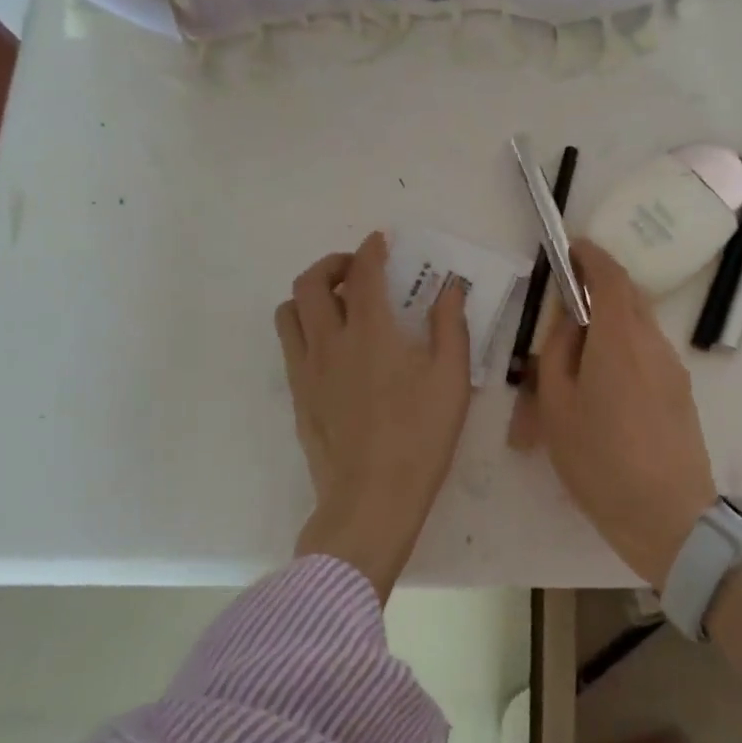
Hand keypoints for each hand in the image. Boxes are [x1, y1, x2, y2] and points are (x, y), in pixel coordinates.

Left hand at [274, 231, 472, 601]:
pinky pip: (289, 345)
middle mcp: (329, 341)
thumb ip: (450, 327)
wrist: (371, 500)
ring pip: (289, 311)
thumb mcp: (452, 380)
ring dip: (310, 294)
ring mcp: (306, 369)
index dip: (370, 249)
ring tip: (336, 304)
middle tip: (356, 271)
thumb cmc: (420, 438)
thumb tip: (450, 289)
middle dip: (332, 264)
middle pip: (310, 282)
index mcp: (370, 331)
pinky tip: (331, 346)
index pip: (362, 272)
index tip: (379, 242)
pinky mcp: (296, 395)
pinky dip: (305, 327)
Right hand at [537, 239, 717, 585]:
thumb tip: (568, 321)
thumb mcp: (557, 408)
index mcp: (618, 340)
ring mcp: (672, 368)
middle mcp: (652, 344)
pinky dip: (623, 348)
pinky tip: (603, 386)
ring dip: (609, 322)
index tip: (571, 248)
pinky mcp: (681, 392)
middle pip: (628, 296)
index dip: (590, 256)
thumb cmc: (600, 463)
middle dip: (597, 287)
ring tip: (578, 358)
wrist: (669, 519)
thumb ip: (557, 353)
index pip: (610, 277)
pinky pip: (648, 352)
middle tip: (565, 305)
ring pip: (638, 325)